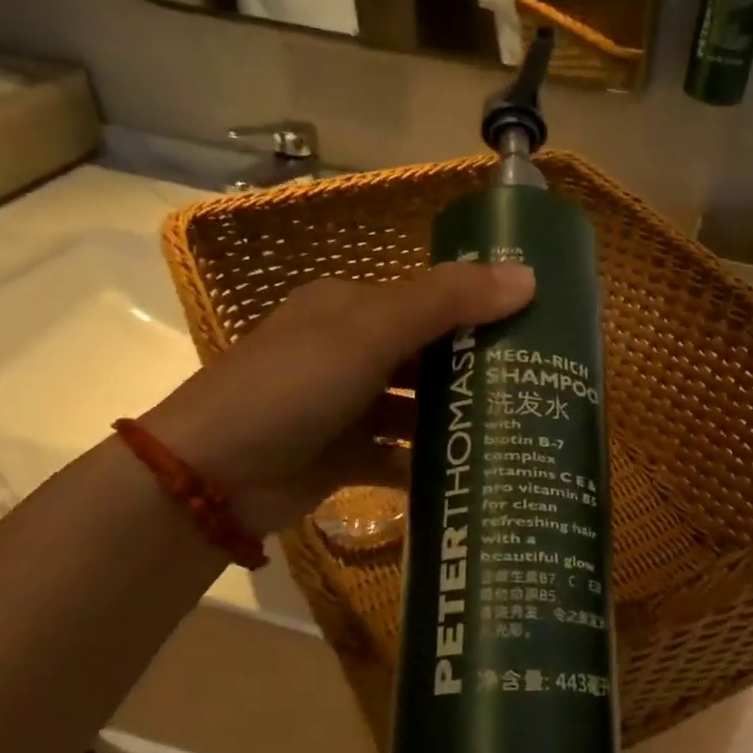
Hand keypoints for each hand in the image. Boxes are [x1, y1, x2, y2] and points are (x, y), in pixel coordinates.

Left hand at [142, 262, 535, 534]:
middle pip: (428, 355)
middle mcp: (350, 352)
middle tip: (539, 385)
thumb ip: (447, 302)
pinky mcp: (345, 456)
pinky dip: (429, 464)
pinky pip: (399, 456)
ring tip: (518, 431)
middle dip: (477, 369)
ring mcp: (347, 407)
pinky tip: (472, 474)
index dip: (481, 308)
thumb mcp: (370, 332)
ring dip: (457, 419)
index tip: (538, 327)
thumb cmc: (293, 386)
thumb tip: (529, 276)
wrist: (213, 476)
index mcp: (352, 307)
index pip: (430, 299)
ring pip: (416, 409)